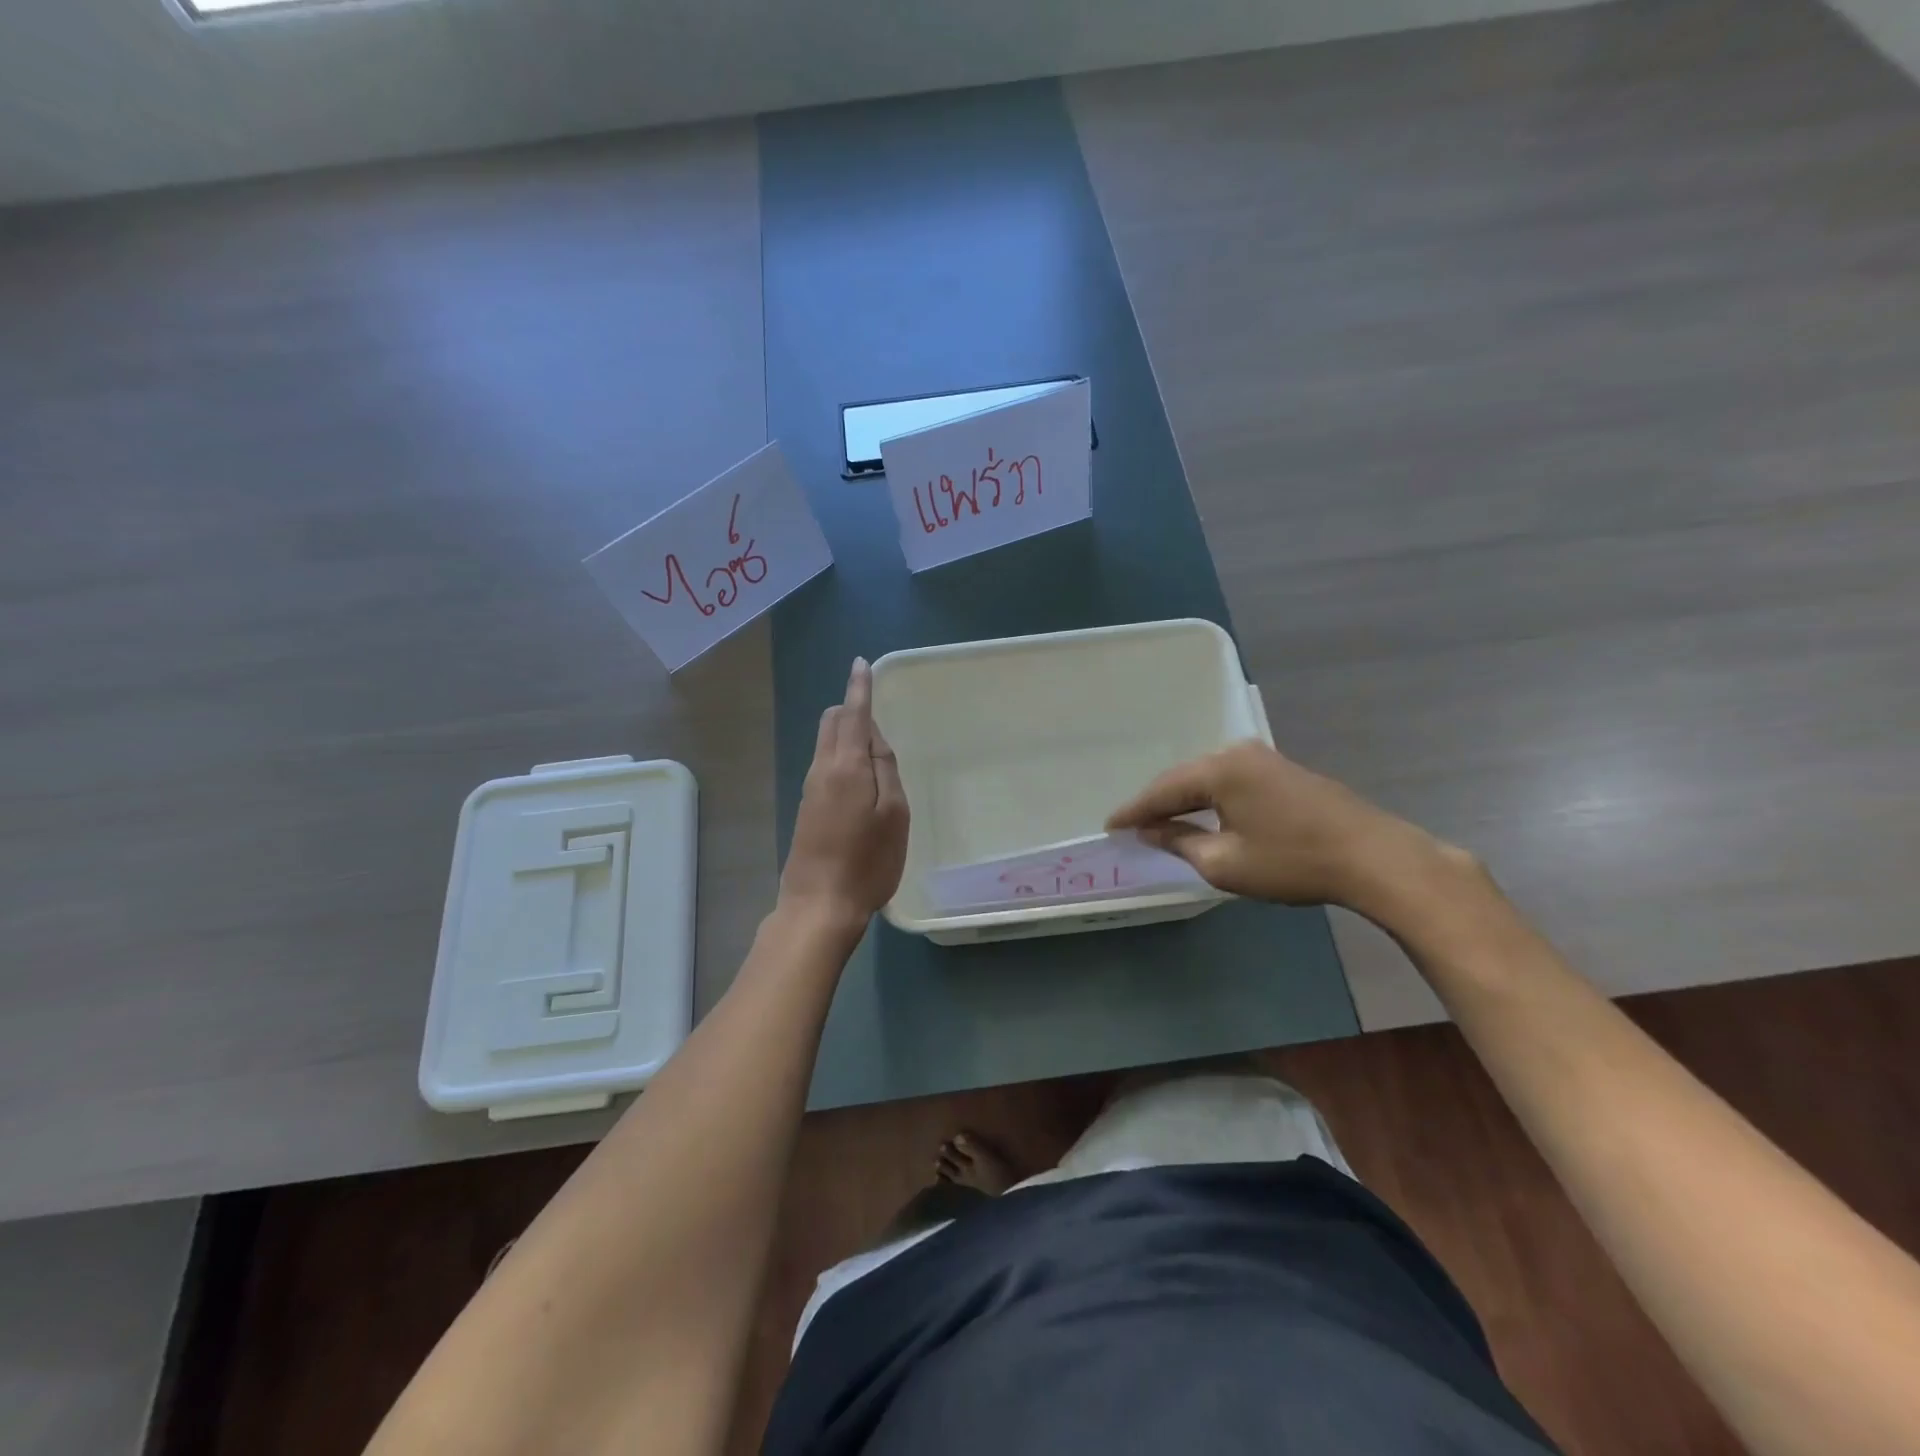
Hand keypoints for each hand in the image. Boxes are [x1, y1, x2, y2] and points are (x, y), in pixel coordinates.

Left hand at [778, 658, 909, 937]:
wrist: (819, 905)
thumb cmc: (867, 861)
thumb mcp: (894, 814)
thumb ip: (886, 770)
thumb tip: (875, 739)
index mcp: (847, 765)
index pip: (854, 713)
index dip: (859, 687)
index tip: (860, 664)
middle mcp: (823, 769)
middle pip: (832, 722)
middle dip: (851, 707)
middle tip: (876, 713)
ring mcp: (810, 788)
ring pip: (826, 743)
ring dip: (847, 733)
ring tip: (875, 748)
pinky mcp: (806, 807)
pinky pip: (825, 764)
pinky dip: (842, 755)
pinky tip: (860, 777)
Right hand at [1106, 740, 1447, 911]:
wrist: (1374, 857)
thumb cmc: (1293, 861)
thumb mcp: (1225, 863)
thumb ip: (1180, 842)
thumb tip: (1151, 831)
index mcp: (1219, 769)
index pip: (1163, 790)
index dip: (1135, 811)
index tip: (1109, 826)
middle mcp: (1238, 752)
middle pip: (1184, 779)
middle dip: (1157, 803)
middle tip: (1132, 825)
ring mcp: (1264, 758)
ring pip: (1208, 778)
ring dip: (1184, 800)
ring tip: (1160, 821)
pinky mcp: (1283, 771)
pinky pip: (1231, 780)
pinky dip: (1210, 798)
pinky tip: (1202, 813)